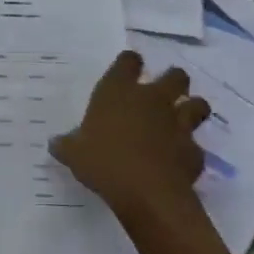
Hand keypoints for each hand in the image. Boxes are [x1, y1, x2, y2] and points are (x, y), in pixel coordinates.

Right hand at [50, 51, 210, 217]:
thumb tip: (56, 143)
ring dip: (192, 109)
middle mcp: (153, 100)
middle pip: (175, 76)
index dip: (130, 63)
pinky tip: (180, 161)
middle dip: (174, 81)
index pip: (129, 61)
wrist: (147, 192)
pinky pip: (196, 147)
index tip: (129, 69)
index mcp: (119, 91)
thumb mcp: (74, 154)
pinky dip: (190, 152)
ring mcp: (178, 124)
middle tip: (164, 92)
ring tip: (183, 120)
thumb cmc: (104, 162)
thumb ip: (67, 144)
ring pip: (198, 105)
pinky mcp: (194, 151)